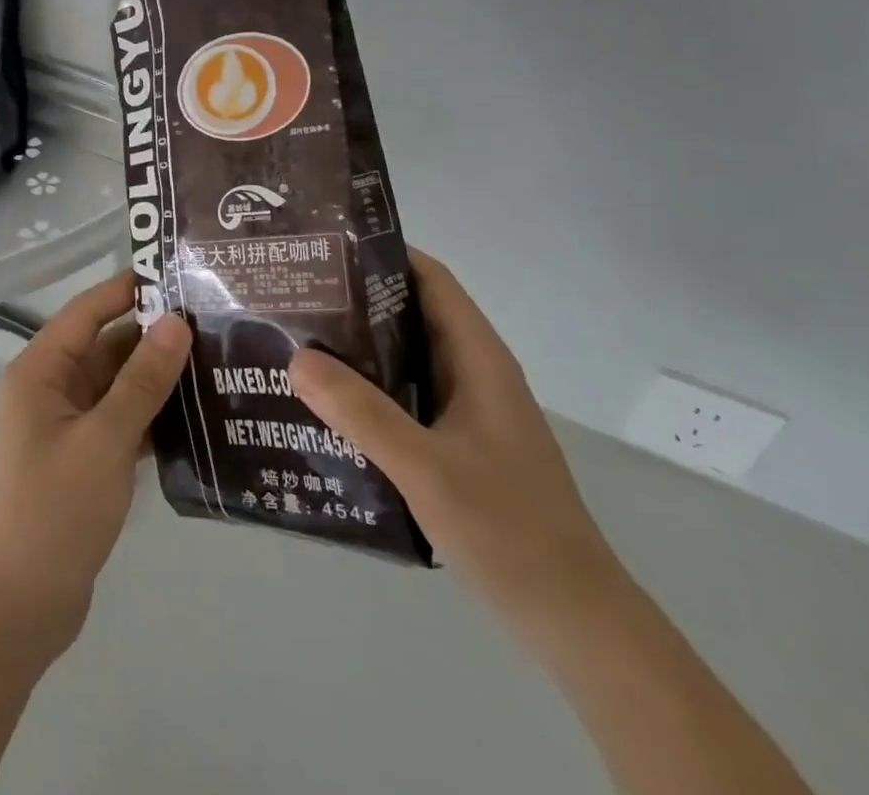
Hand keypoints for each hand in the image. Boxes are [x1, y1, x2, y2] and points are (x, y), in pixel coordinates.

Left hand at [0, 272, 191, 663]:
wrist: (21, 609)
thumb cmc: (55, 512)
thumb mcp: (105, 439)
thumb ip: (143, 380)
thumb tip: (177, 322)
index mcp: (40, 370)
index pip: (88, 310)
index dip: (129, 289)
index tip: (178, 272)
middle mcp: (49, 387)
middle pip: (105, 344)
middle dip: (153, 334)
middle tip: (214, 319)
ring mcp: (66, 423)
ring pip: (116, 382)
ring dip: (157, 374)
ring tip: (215, 357)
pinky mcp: (82, 455)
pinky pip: (120, 416)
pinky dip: (151, 411)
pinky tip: (197, 410)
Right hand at [289, 248, 623, 635]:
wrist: (573, 620)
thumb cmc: (507, 530)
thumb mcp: (425, 468)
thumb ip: (361, 412)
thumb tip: (296, 356)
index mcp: (479, 359)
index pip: (430, 279)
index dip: (382, 254)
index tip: (325, 249)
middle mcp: (475, 372)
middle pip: (413, 313)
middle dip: (357, 299)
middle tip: (295, 294)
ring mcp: (468, 410)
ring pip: (407, 357)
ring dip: (360, 346)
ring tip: (297, 338)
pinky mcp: (459, 443)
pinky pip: (407, 395)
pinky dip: (370, 387)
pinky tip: (327, 402)